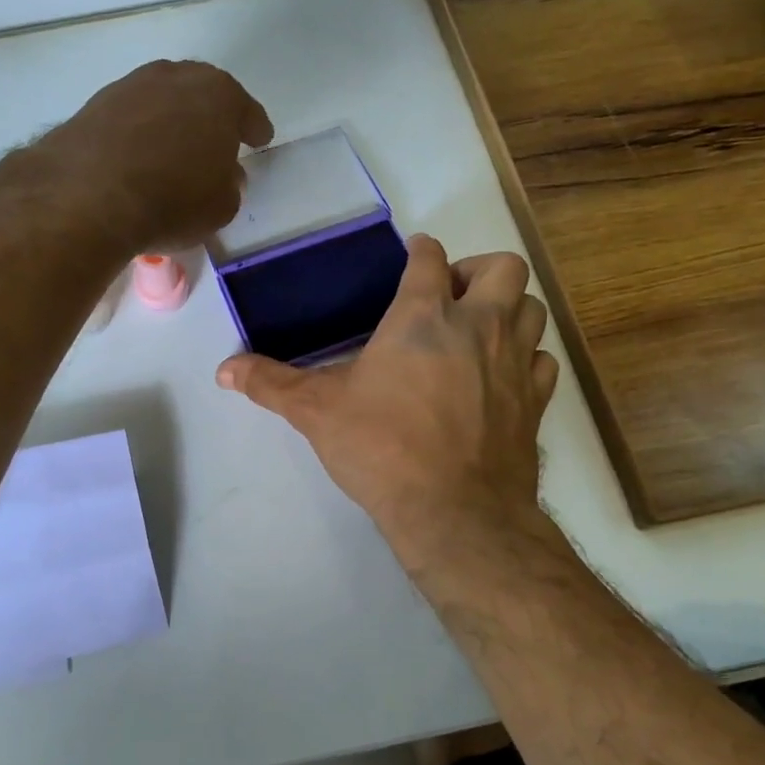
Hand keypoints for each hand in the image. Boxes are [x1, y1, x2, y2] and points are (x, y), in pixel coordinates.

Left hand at [33, 60, 273, 253]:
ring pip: (162, 100)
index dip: (254, 128)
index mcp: (220, 95)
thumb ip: (229, 186)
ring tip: (172, 149)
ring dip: (170, 120)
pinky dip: (138, 132)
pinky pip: (130, 117)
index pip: (247, 111)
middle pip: (202, 93)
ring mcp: (131, 86)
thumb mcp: (221, 207)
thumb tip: (223, 176)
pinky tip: (137, 155)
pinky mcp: (94, 104)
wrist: (89, 195)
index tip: (259, 139)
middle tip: (215, 138)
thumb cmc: (173, 200)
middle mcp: (176, 78)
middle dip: (210, 115)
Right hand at [216, 235, 558, 578]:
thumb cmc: (382, 448)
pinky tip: (502, 377)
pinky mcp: (536, 400)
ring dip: (509, 310)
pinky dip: (526, 358)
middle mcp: (479, 326)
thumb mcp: (316, 412)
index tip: (414, 257)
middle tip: (452, 296)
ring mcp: (515, 362)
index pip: (431, 258)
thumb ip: (270, 384)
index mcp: (424, 317)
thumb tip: (222, 370)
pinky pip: (542, 361)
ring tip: (479, 332)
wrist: (455, 512)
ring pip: (532, 309)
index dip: (421, 251)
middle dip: (480, 271)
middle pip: (503, 267)